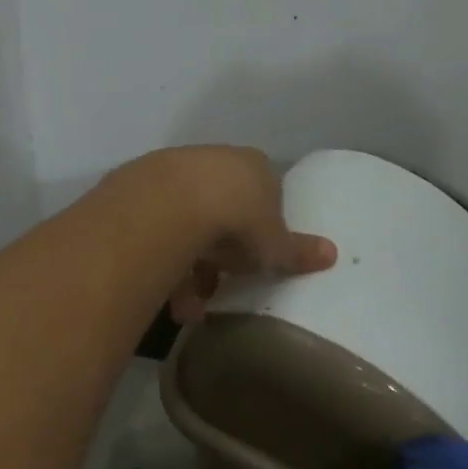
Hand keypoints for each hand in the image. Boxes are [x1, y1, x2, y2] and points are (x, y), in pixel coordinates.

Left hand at [125, 147, 335, 322]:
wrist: (171, 204)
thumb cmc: (238, 219)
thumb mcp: (274, 242)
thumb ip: (296, 250)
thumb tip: (331, 254)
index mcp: (250, 165)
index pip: (262, 194)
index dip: (260, 229)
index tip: (255, 259)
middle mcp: (210, 162)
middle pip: (220, 211)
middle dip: (220, 254)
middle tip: (220, 285)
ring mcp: (170, 173)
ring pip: (184, 226)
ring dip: (190, 269)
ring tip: (190, 307)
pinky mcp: (136, 193)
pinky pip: (155, 234)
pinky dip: (163, 266)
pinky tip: (168, 299)